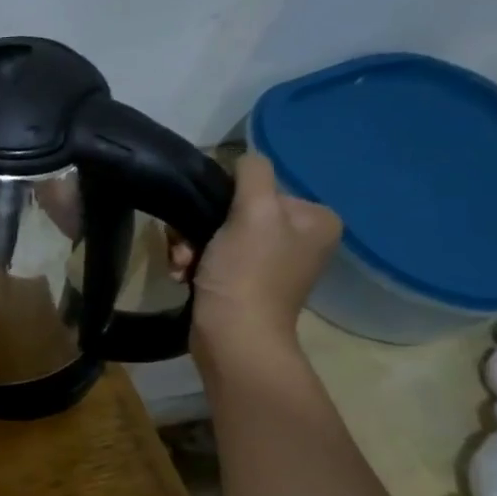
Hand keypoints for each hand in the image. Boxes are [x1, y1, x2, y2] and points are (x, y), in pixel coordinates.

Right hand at [168, 152, 340, 359]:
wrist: (233, 338)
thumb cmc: (246, 273)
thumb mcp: (252, 212)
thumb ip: (252, 174)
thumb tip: (244, 158)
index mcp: (314, 218)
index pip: (258, 187)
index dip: (222, 201)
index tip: (203, 224)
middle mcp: (300, 238)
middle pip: (234, 212)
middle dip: (200, 229)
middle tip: (186, 249)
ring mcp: (273, 263)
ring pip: (217, 234)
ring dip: (190, 247)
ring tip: (182, 266)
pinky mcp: (246, 282)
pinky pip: (214, 257)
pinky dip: (194, 264)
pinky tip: (184, 275)